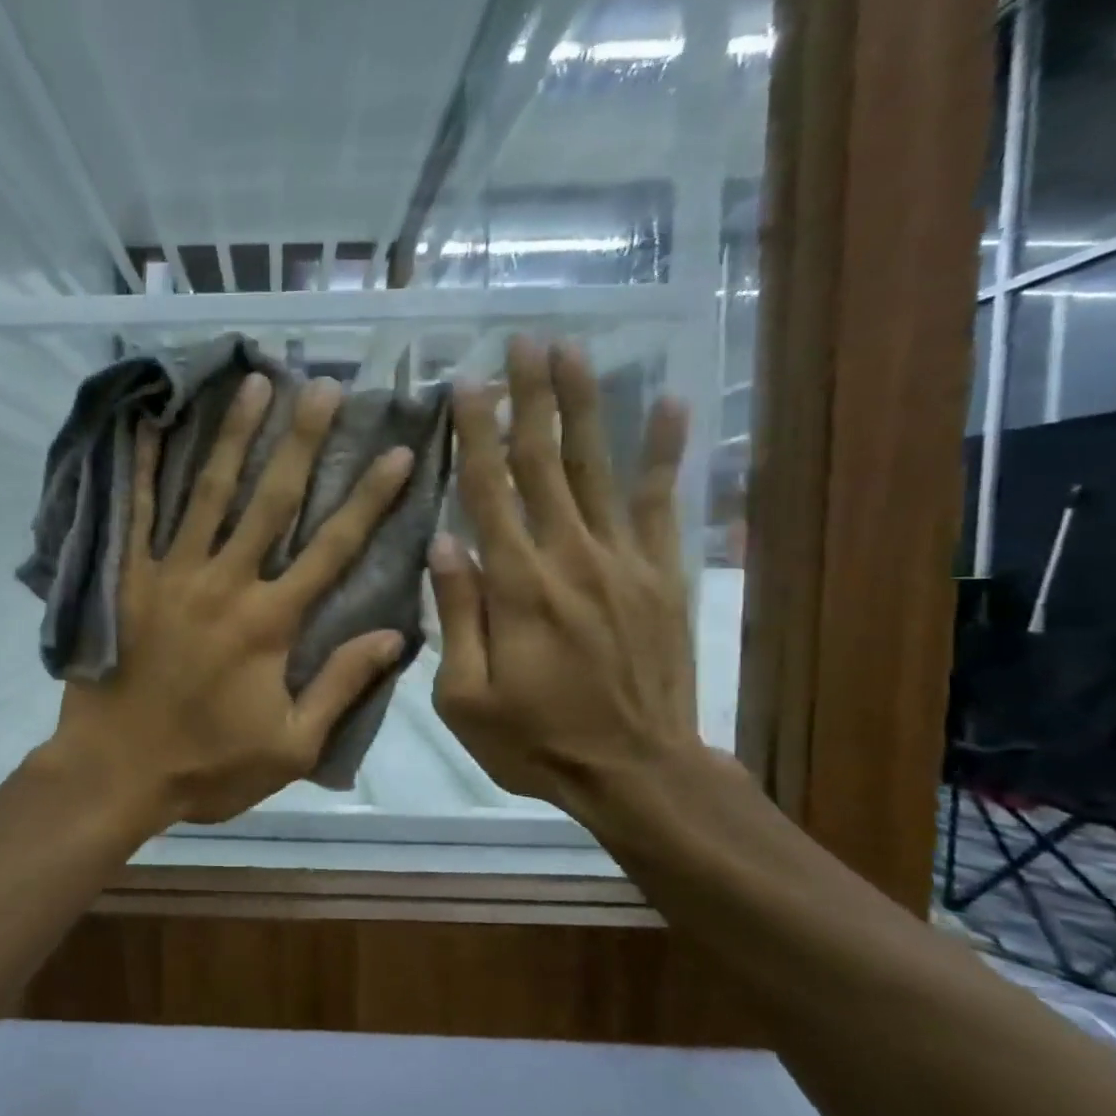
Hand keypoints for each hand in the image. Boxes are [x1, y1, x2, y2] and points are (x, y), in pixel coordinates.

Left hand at [48, 372, 416, 827]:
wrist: (116, 772)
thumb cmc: (208, 765)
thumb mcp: (291, 745)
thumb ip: (342, 685)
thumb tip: (396, 636)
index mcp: (270, 622)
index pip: (332, 548)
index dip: (369, 499)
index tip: (398, 451)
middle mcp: (225, 584)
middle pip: (271, 501)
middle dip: (302, 442)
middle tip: (325, 388)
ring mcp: (170, 576)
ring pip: (209, 493)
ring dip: (234, 436)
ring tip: (255, 384)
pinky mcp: (127, 581)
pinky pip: (137, 516)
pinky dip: (146, 470)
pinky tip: (155, 427)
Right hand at [428, 338, 704, 816]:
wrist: (636, 773)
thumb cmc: (535, 740)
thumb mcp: (466, 696)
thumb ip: (456, 616)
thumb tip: (443, 543)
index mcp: (517, 586)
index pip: (489, 492)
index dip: (476, 434)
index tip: (466, 384)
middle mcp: (570, 557)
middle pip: (544, 462)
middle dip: (531, 398)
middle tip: (522, 342)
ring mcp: (624, 562)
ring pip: (599, 468)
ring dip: (585, 406)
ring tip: (573, 352)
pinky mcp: (662, 576)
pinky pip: (665, 504)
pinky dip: (667, 453)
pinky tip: (672, 404)